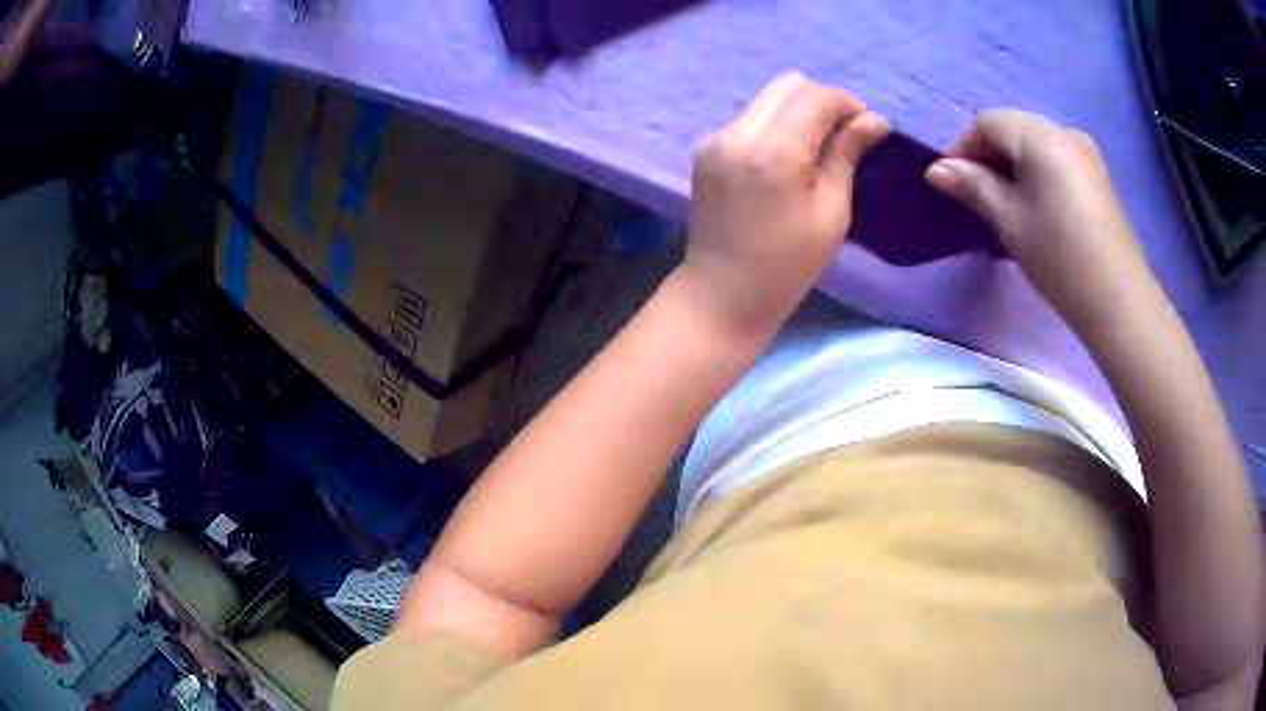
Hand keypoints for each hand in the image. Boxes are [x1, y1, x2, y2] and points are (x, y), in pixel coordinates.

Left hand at [680, 73, 888, 338]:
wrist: (722, 295)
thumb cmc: (787, 266)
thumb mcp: (831, 213)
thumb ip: (847, 155)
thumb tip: (875, 120)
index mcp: (772, 151)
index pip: (814, 96)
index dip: (846, 103)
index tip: (867, 127)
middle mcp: (737, 133)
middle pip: (787, 85)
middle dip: (822, 101)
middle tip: (844, 136)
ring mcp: (716, 139)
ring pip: (768, 99)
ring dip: (798, 112)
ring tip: (818, 149)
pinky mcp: (706, 150)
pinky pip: (750, 119)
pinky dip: (776, 126)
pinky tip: (788, 161)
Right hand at [924, 110, 1155, 333]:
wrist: (1118, 301)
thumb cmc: (1059, 258)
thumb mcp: (1009, 221)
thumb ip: (972, 186)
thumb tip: (935, 170)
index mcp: (1040, 136)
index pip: (988, 123)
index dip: (964, 148)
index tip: (953, 185)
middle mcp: (1064, 132)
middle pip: (1012, 128)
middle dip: (989, 156)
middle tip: (978, 196)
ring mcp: (1085, 152)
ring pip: (1035, 144)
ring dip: (1013, 165)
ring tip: (1007, 204)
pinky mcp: (1097, 175)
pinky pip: (1056, 158)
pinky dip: (1037, 172)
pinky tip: (1037, 205)